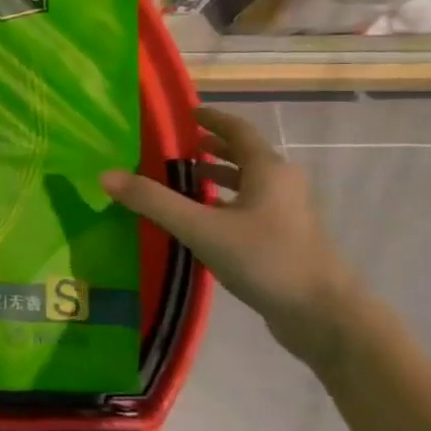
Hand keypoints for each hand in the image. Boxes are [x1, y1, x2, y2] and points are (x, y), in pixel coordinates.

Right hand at [101, 106, 360, 360]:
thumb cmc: (265, 260)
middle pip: (245, 155)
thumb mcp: (201, 229)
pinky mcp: (285, 239)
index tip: (186, 114)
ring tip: (183, 179)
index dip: (211, 119)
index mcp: (269, 170)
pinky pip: (250, 207)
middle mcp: (282, 184)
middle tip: (175, 148)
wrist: (323, 315)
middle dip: (211, 148)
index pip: (238, 131)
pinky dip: (225, 202)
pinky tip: (202, 220)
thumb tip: (106, 175)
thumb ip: (154, 201)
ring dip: (218, 176)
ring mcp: (287, 213)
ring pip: (248, 183)